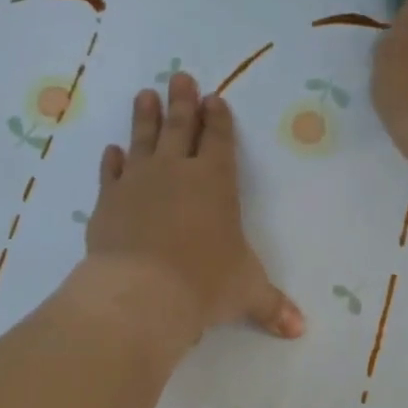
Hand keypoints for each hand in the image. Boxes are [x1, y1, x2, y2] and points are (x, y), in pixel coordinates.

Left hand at [79, 72, 304, 346]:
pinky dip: (112, 161)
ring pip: (142, 140)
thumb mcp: (247, 293)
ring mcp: (137, 184)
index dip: (218, 119)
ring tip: (145, 95)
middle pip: (179, 127)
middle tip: (179, 77)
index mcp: (216, 183)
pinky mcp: (107, 202)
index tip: (214, 99)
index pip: (219, 140)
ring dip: (145, 117)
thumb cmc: (205, 284)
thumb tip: (300, 329)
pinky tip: (112, 151)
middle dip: (182, 102)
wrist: (142, 293)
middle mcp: (176, 173)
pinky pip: (111, 173)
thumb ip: (272, 306)